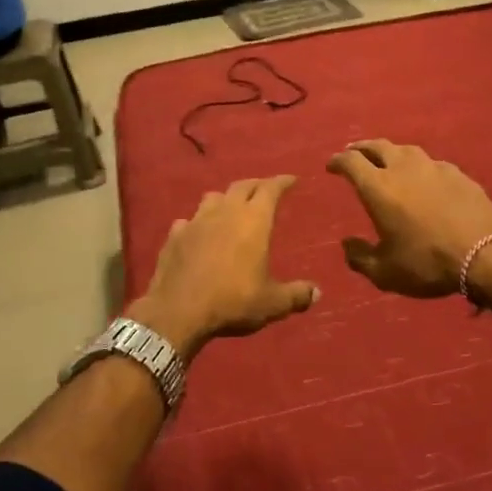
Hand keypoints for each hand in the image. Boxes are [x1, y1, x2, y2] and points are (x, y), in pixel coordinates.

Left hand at [133, 175, 317, 356]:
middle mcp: (225, 212)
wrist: (178, 311)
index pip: (270, 189)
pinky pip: (188, 221)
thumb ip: (296, 295)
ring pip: (213, 197)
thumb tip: (317, 293)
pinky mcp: (174, 236)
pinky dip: (197, 223)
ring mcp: (195, 222)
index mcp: (253, 221)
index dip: (282, 182)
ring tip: (231, 206)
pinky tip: (198, 232)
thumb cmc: (232, 301)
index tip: (291, 179)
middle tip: (265, 188)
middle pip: (242, 186)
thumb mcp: (272, 303)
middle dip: (256, 184)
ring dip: (226, 198)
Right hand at [327, 140, 491, 297]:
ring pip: (406, 150)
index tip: (331, 165)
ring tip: (388, 160)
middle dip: (361, 148)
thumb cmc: (428, 263)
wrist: (487, 254)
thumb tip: (347, 244)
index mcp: (378, 187)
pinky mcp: (459, 174)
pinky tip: (424, 177)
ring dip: (391, 152)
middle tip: (354, 153)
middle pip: (377, 146)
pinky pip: (432, 163)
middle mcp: (403, 168)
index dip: (338, 161)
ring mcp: (434, 168)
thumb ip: (360, 258)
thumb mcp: (385, 273)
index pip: (351, 162)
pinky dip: (420, 166)